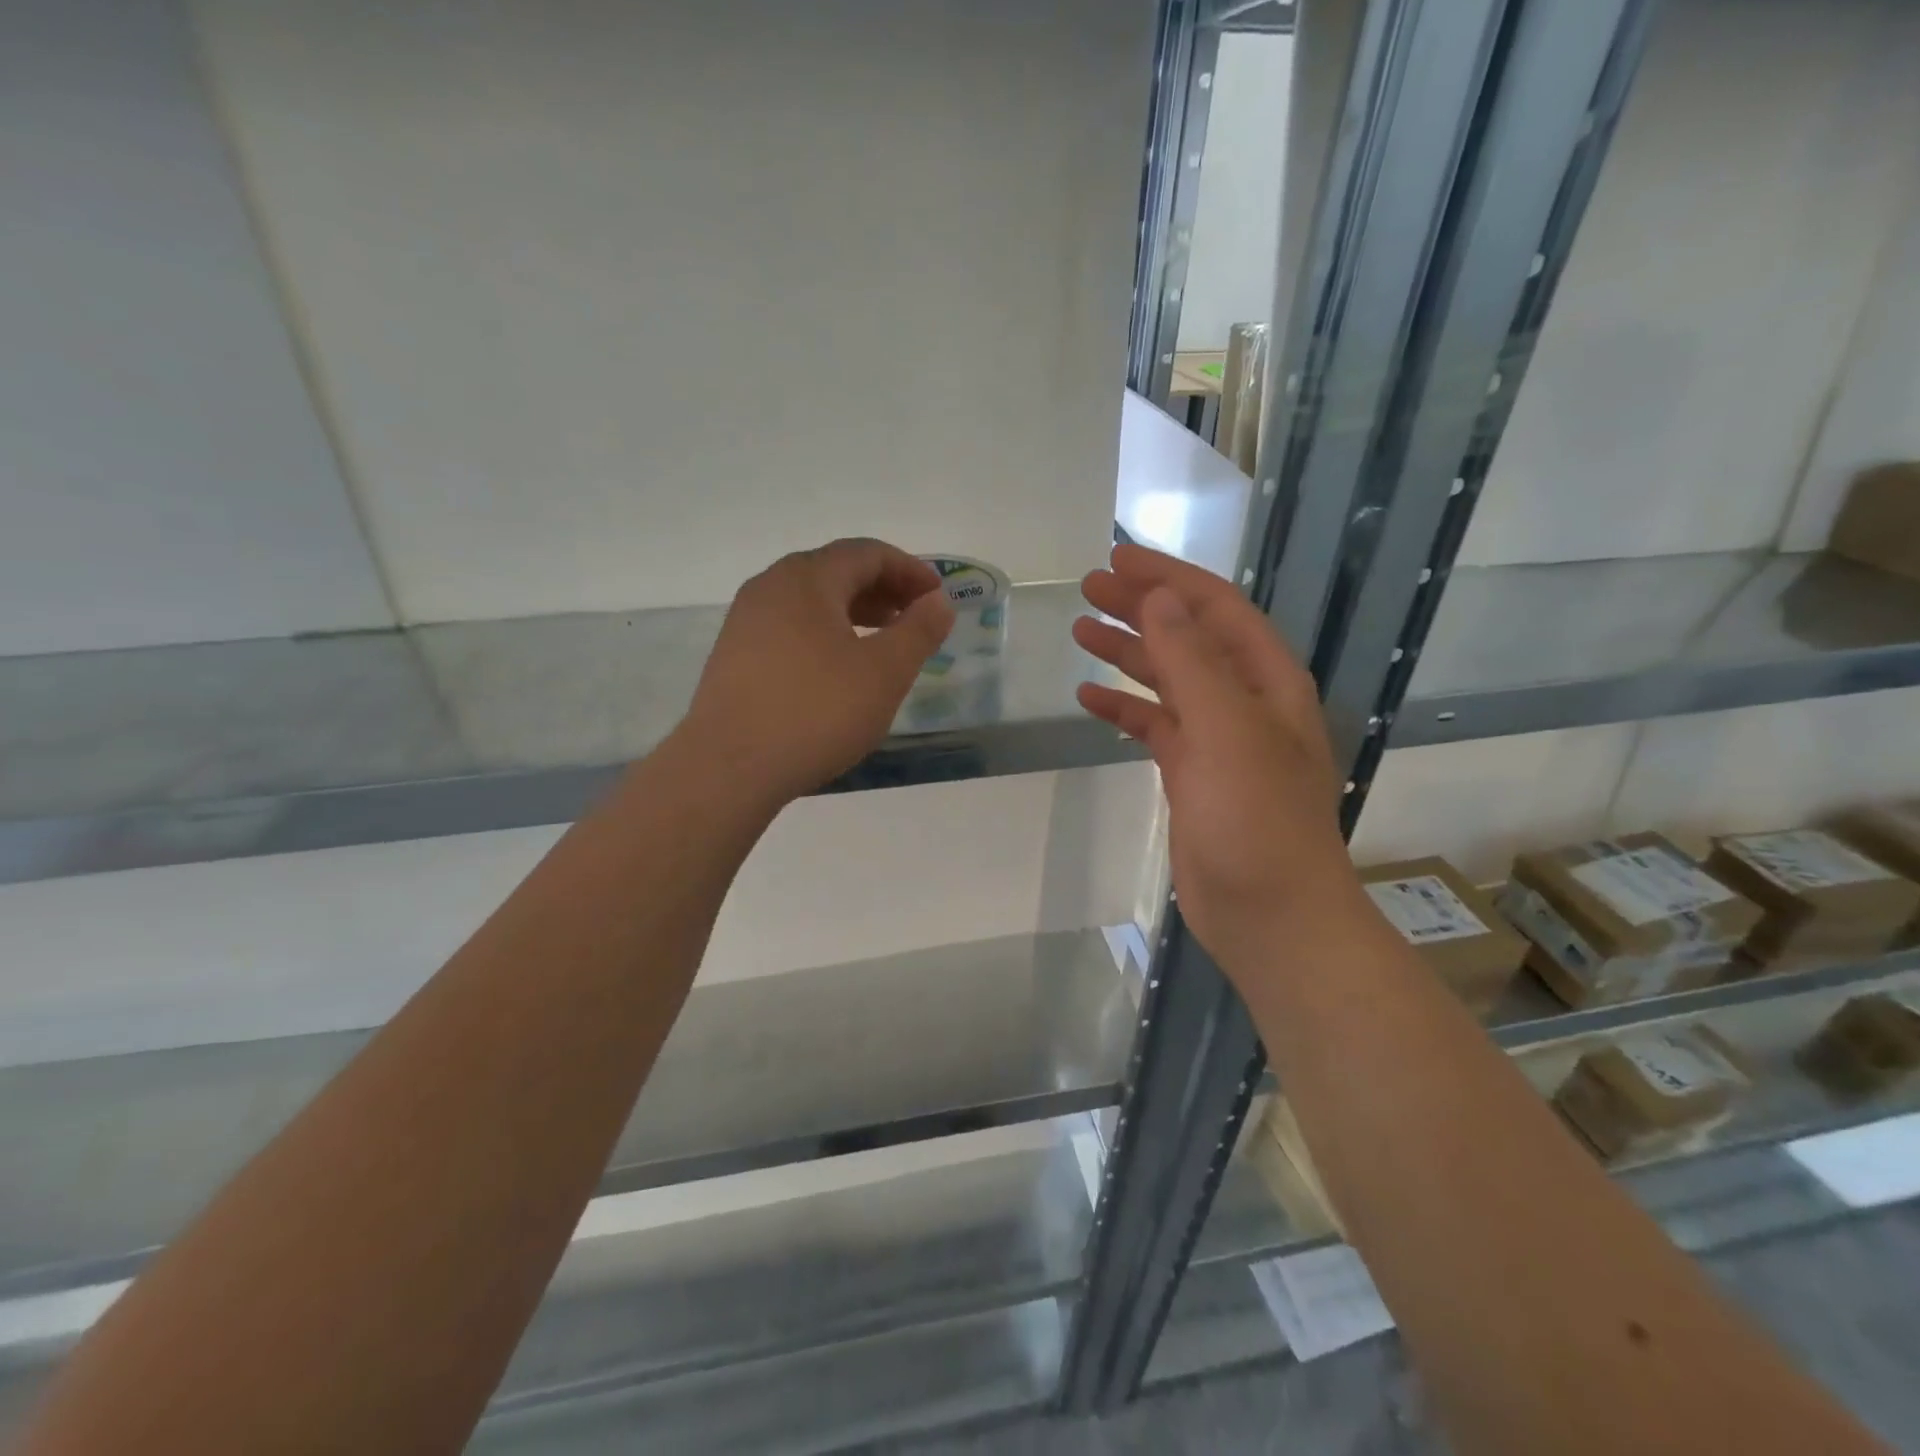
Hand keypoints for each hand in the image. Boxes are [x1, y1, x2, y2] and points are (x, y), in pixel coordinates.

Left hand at [680, 538, 955, 805]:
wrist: (729, 768)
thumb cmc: (816, 712)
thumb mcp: (885, 672)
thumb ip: (919, 631)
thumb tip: (938, 602)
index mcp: (807, 579)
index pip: (866, 553)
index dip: (909, 569)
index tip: (937, 597)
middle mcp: (770, 587)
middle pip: (835, 571)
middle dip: (882, 589)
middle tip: (915, 618)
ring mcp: (745, 621)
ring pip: (810, 601)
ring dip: (853, 612)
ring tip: (882, 642)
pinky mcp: (734, 656)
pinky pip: (790, 628)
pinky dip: (825, 634)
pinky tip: (838, 670)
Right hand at [1072, 544, 1362, 970]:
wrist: (1270, 915)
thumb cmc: (1255, 820)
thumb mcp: (1226, 730)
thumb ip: (1191, 661)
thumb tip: (1158, 599)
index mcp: (1265, 681)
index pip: (1216, 608)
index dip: (1168, 579)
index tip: (1116, 559)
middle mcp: (1244, 702)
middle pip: (1188, 637)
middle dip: (1141, 608)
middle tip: (1088, 588)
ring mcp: (1217, 740)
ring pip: (1167, 680)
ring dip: (1128, 652)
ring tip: (1080, 630)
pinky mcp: (1191, 775)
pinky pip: (1153, 726)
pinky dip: (1123, 709)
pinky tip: (1089, 698)